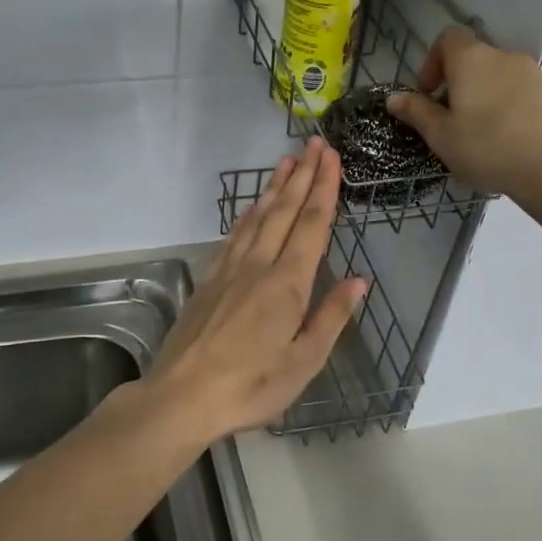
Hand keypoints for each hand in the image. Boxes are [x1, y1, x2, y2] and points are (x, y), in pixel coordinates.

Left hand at [146, 139, 367, 441]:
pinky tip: (252, 207)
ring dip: (274, 188)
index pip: (311, 226)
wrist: (182, 396)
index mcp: (287, 285)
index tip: (331, 158)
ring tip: (286, 161)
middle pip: (283, 212)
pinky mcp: (208, 280)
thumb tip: (358, 281)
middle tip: (314, 145)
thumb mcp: (303, 362)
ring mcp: (229, 270)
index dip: (324, 190)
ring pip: (256, 218)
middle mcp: (258, 267)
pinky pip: (234, 236)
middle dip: (302, 177)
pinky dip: (247, 214)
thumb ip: (331, 318)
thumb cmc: (251, 386)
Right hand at [386, 26, 541, 217]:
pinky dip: (512, 109)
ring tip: (482, 136)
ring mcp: (536, 74)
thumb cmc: (488, 148)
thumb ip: (417, 113)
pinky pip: (524, 94)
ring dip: (486, 97)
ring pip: (501, 78)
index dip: (433, 61)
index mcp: (472, 60)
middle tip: (451, 121)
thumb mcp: (441, 136)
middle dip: (459, 84)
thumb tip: (394, 97)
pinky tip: (511, 142)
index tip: (429, 93)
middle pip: (475, 59)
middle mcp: (505, 57)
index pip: (449, 37)